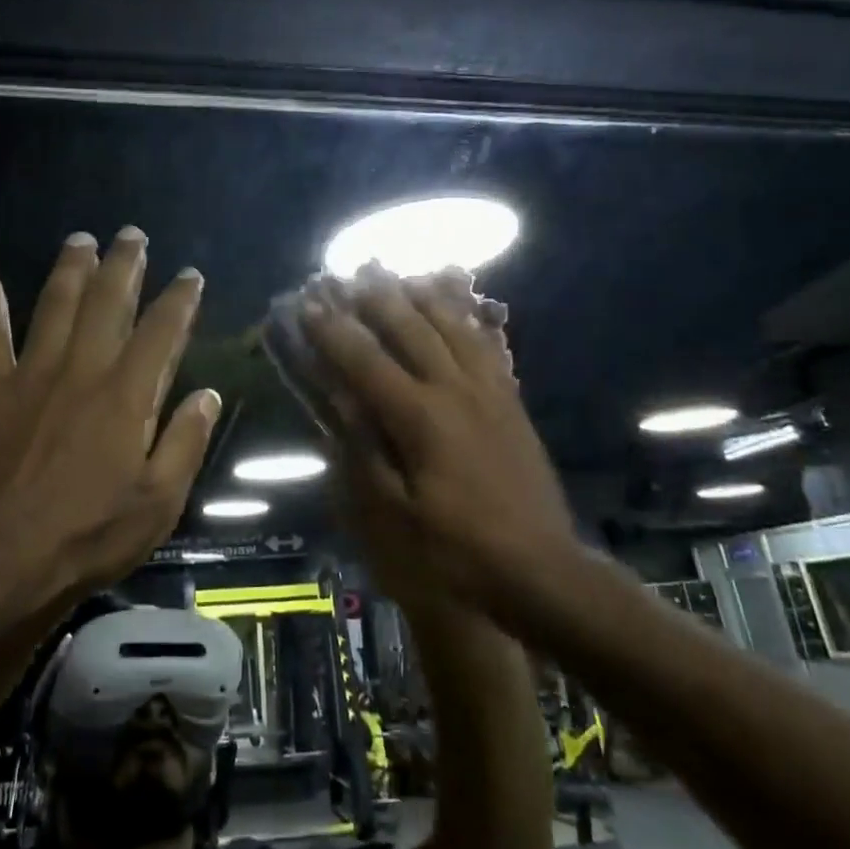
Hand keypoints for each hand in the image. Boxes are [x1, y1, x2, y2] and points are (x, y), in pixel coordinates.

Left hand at [0, 226, 219, 602]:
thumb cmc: (87, 534)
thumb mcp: (157, 502)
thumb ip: (185, 443)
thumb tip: (207, 396)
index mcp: (127, 395)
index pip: (161, 332)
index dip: (179, 299)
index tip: (190, 275)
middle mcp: (82, 370)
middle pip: (107, 302)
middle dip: (124, 265)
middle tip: (132, 234)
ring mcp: (31, 376)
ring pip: (54, 306)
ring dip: (69, 270)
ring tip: (80, 240)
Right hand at [321, 269, 510, 602]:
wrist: (541, 572)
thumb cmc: (456, 553)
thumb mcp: (394, 518)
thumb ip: (363, 455)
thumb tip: (338, 403)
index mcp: (420, 418)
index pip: (366, 362)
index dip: (333, 332)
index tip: (307, 305)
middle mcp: (455, 391)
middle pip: (411, 330)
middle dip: (376, 300)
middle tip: (351, 276)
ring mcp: (490, 393)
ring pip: (453, 328)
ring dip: (423, 299)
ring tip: (401, 277)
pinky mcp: (512, 404)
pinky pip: (487, 347)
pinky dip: (466, 321)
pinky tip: (458, 311)